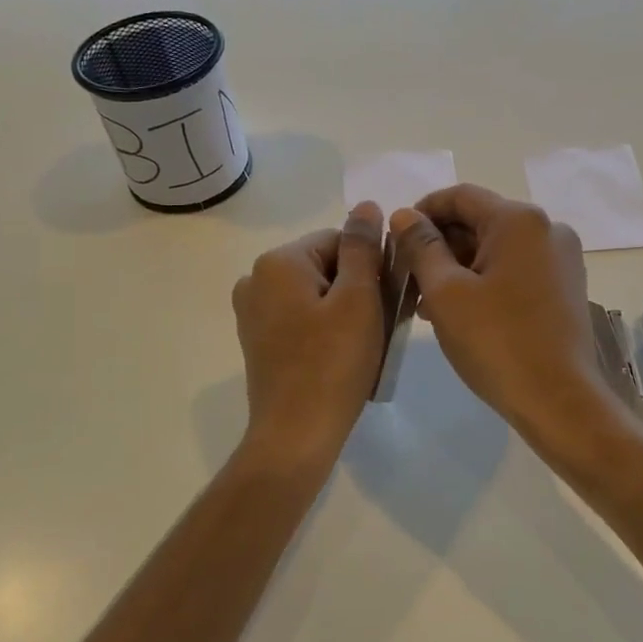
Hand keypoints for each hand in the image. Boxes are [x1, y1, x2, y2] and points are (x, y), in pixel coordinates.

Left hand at [232, 203, 385, 471]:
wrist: (296, 434)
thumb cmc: (334, 363)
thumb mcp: (359, 299)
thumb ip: (363, 248)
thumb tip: (366, 207)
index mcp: (278, 262)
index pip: (340, 240)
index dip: (372, 266)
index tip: (390, 298)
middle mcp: (256, 279)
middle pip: (326, 265)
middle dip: (359, 287)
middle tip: (384, 324)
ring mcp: (252, 311)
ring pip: (315, 293)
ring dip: (346, 309)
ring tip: (368, 342)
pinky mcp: (258, 339)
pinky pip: (301, 317)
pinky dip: (326, 327)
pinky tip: (344, 354)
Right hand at [389, 185, 628, 455]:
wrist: (558, 399)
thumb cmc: (496, 342)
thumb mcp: (445, 292)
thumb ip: (421, 246)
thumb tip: (404, 216)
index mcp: (519, 220)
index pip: (460, 196)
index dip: (422, 211)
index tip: (395, 239)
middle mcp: (547, 229)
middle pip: (480, 221)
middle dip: (439, 243)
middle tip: (406, 275)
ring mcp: (561, 259)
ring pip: (496, 248)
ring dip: (458, 265)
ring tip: (424, 301)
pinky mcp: (565, 287)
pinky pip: (515, 269)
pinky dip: (484, 280)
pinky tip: (458, 310)